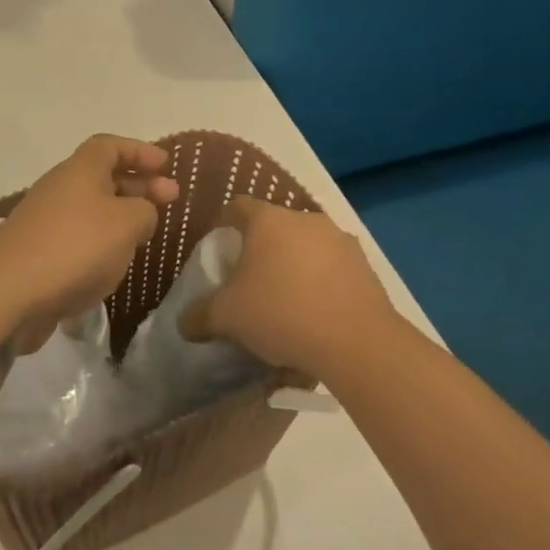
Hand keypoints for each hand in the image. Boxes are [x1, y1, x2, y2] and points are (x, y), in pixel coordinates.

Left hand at [0, 135, 178, 352]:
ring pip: (90, 208)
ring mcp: (44, 220)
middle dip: (138, 184)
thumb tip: (140, 212)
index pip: (110, 145)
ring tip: (146, 235)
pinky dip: (100, 242)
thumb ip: (145, 210)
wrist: (8, 293)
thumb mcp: (126, 224)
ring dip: (120, 215)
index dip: (139, 151)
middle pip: (102, 175)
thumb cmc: (74, 248)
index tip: (166, 165)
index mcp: (79, 170)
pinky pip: (77, 236)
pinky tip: (112, 264)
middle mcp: (59, 187)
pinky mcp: (37, 251)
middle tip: (171, 199)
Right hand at [188, 197, 398, 377]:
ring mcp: (340, 240)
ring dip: (295, 264)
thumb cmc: (280, 313)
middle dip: (262, 247)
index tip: (219, 246)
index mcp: (267, 220)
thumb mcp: (226, 317)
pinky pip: (333, 267)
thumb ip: (199, 316)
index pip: (237, 206)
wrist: (356, 343)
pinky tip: (317, 313)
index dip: (225, 223)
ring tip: (287, 299)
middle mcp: (305, 219)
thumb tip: (183, 323)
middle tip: (251, 278)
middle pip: (275, 226)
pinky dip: (322, 282)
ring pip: (307, 245)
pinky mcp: (366, 266)